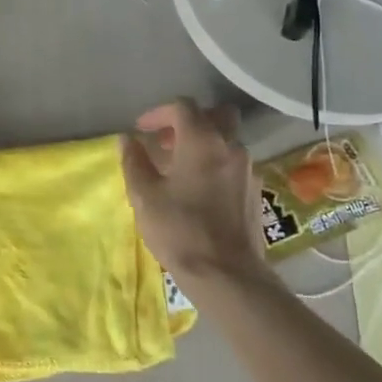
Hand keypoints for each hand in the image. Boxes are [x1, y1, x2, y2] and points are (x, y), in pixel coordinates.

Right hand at [120, 101, 263, 286]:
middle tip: (168, 140)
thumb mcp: (145, 196)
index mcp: (202, 141)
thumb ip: (134, 162)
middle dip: (190, 120)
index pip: (183, 107)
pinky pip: (233, 162)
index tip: (141, 130)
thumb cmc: (180, 231)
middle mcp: (230, 146)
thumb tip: (127, 140)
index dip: (158, 113)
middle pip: (216, 114)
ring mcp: (248, 168)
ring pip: (227, 139)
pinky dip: (215, 163)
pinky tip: (199, 189)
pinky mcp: (255, 190)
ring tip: (179, 167)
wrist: (227, 274)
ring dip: (203, 143)